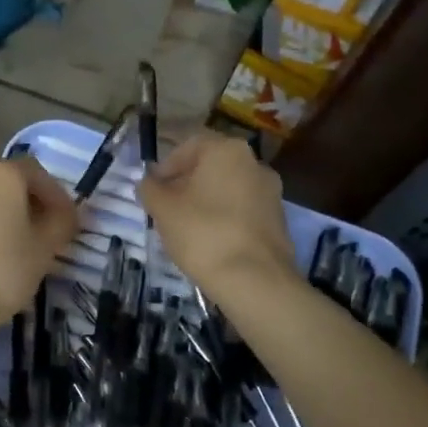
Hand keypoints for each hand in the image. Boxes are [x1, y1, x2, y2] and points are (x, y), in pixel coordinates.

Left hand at [0, 157, 77, 336]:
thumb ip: (62, 223)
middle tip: (46, 233)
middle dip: (30, 204)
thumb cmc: (4, 269)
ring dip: (5, 216)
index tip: (67, 221)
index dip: (56, 195)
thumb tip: (68, 213)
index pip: (37, 173)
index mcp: (1, 174)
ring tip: (19, 247)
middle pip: (9, 183)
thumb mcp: (45, 247)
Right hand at [136, 133, 293, 294]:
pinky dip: (225, 218)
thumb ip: (150, 189)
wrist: (255, 280)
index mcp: (227, 150)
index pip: (189, 146)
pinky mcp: (278, 220)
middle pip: (211, 166)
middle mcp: (254, 162)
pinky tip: (211, 242)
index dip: (166, 166)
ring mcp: (271, 192)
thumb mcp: (163, 209)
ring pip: (228, 188)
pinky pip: (243, 210)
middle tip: (166, 208)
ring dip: (206, 201)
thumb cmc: (203, 233)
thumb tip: (149, 183)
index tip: (153, 189)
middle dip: (186, 184)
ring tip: (186, 228)